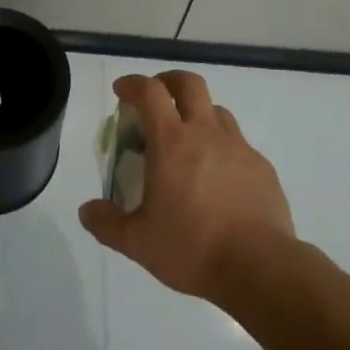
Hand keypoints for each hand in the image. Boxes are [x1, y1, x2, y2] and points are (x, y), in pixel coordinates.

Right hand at [79, 71, 294, 302]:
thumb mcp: (138, 243)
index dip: (133, 84)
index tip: (122, 91)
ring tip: (188, 140)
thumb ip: (108, 224)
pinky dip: (223, 148)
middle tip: (157, 96)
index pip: (150, 92)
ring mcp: (238, 147)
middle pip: (189, 84)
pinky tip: (218, 177)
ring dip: (198, 114)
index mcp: (172, 142)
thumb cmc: (193, 248)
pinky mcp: (262, 167)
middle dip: (169, 81)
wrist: (260, 268)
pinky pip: (238, 144)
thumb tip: (87, 211)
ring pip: (217, 111)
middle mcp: (206, 133)